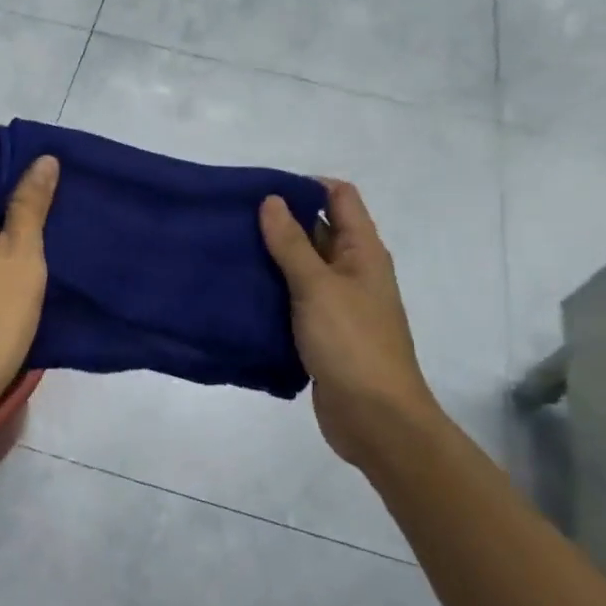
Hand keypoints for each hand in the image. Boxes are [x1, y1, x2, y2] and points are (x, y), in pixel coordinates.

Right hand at [260, 180, 442, 469]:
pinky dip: (273, 290)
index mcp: (362, 251)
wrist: (375, 420)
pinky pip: (295, 299)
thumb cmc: (351, 343)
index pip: (339, 197)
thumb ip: (292, 243)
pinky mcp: (322, 331)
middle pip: (318, 229)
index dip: (306, 185)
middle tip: (234, 217)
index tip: (264, 189)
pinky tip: (241, 289)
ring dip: (273, 257)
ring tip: (229, 249)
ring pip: (303, 266)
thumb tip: (271, 200)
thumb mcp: (317, 286)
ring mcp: (338, 303)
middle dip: (281, 220)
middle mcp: (353, 270)